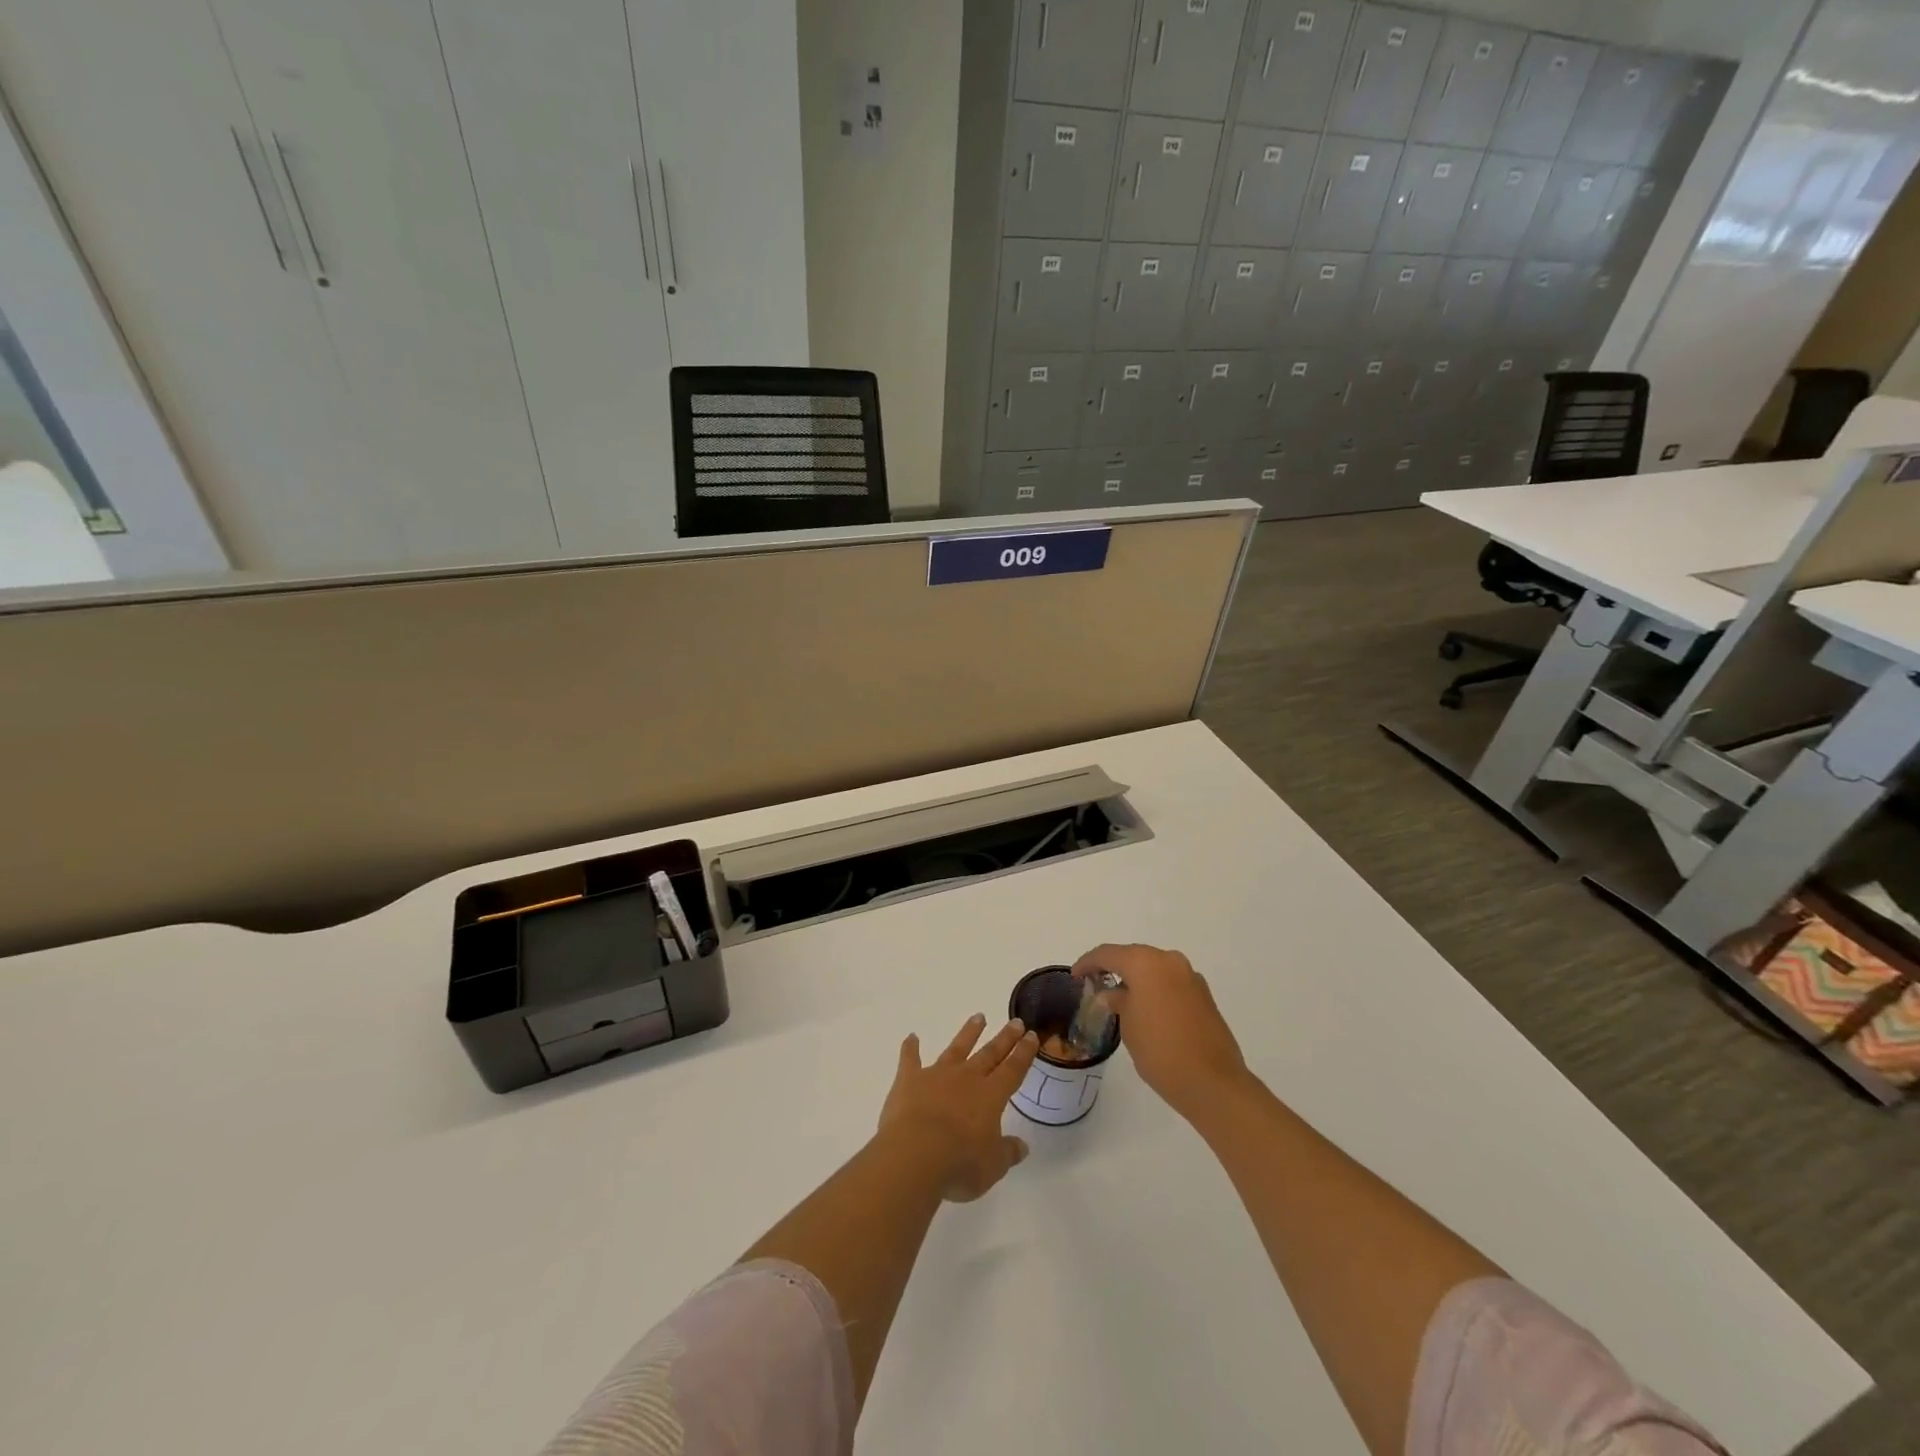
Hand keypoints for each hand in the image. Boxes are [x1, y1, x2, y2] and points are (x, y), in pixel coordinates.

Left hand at [878, 1014, 1039, 1201]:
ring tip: (978, 1017)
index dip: (1023, 1053)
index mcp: (991, 1096)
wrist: (915, 1155)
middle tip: (1015, 1021)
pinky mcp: (910, 1080)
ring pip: (956, 1048)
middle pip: (989, 1053)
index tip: (1031, 1035)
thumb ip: (1008, 1152)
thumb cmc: (960, 1163)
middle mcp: (966, 1078)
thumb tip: (1022, 1146)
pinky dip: (910, 1048)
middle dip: (1004, 1038)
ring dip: (968, 1033)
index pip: (1013, 1069)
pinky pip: (910, 1059)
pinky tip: (912, 1037)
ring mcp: (937, 1075)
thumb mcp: (993, 1166)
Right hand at [1071, 944, 1249, 1118]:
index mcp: (1146, 963)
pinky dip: (1155, 988)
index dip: (1088, 963)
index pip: (1108, 954)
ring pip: (1154, 968)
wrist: (1213, 1083)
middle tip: (1094, 983)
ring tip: (1119, 997)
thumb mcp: (1128, 1025)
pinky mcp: (1204, 994)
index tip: (1075, 976)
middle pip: (1134, 956)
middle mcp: (1169, 961)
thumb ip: (1118, 1002)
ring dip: (1136, 978)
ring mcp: (1190, 976)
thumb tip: (1113, 994)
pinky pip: (1170, 982)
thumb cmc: (1160, 1051)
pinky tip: (1146, 1007)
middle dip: (1113, 968)